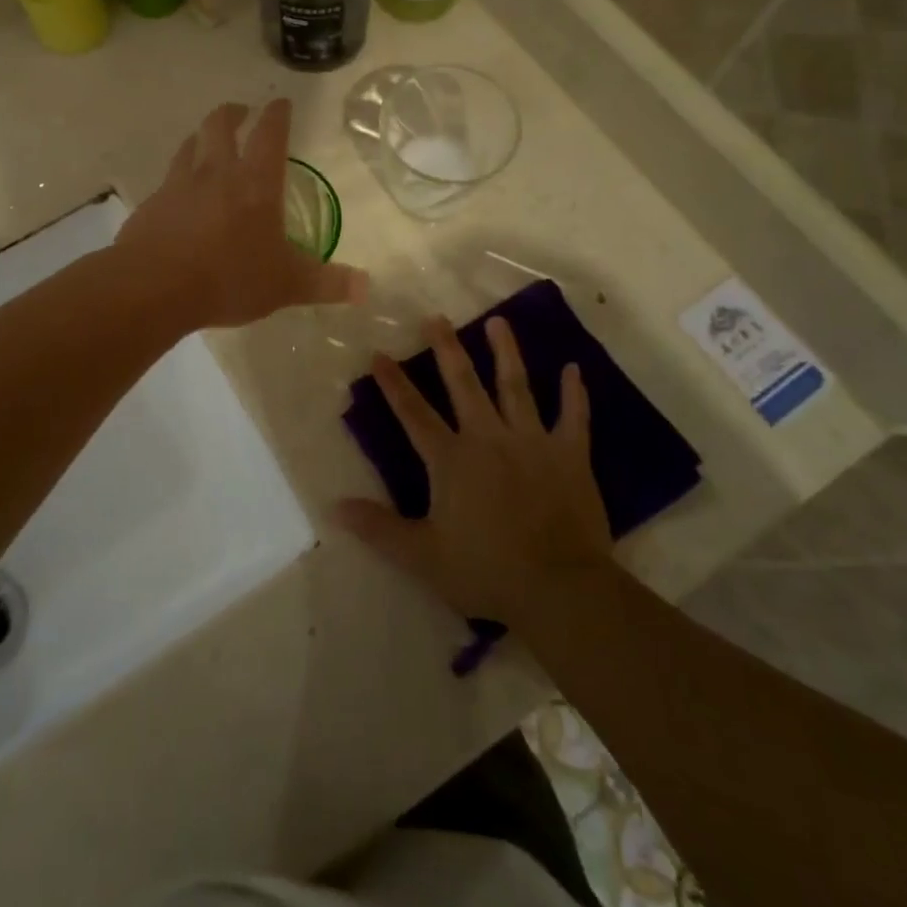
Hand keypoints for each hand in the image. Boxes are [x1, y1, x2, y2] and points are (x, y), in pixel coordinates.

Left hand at [118, 101, 366, 330]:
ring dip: (201, 136)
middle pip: (220, 125)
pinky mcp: (151, 204)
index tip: (281, 103)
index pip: (270, 134)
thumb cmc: (229, 277)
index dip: (278, 115)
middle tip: (241, 111)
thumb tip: (365, 287)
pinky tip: (178, 192)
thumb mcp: (286, 285)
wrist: (155, 287)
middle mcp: (216, 172)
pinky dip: (177, 175)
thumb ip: (326, 283)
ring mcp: (178, 185)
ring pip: (189, 145)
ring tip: (206, 140)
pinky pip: (167, 179)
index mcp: (255, 182)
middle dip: (233, 113)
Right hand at [336, 316, 613, 627]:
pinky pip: (573, 417)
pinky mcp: (570, 455)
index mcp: (451, 459)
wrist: (559, 588)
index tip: (379, 353)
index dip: (394, 384)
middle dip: (447, 349)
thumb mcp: (423, 557)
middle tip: (437, 317)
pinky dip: (573, 393)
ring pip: (515, 387)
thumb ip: (379, 528)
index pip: (414, 413)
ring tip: (499, 321)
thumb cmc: (487, 571)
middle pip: (463, 385)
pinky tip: (573, 368)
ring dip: (506, 352)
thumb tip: (333, 507)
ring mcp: (532, 442)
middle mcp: (488, 438)